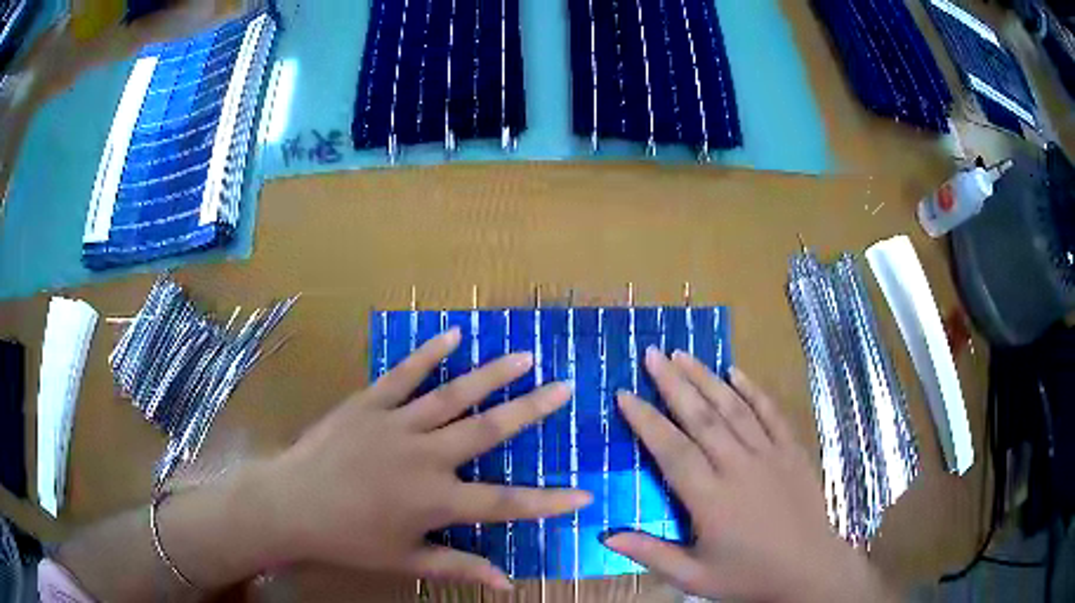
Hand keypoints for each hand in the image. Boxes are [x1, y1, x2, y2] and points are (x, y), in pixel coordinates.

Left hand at [258, 328, 590, 589]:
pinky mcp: (368, 404)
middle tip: (564, 387)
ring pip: (453, 396)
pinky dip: (429, 354)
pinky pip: (403, 375)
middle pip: (487, 431)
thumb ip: (459, 566)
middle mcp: (425, 457)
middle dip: (531, 410)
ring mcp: (396, 424)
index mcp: (435, 500)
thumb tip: (508, 583)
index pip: (506, 504)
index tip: (586, 493)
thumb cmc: (348, 539)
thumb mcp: (405, 560)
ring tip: (524, 356)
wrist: (290, 504)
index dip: (549, 501)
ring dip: (491, 375)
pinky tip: (453, 335)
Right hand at [606, 349, 893, 602]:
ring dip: (706, 378)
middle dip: (673, 383)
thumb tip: (604, 536)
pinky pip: (770, 413)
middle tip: (652, 353)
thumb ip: (651, 554)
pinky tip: (736, 371)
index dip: (646, 421)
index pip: (672, 451)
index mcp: (710, 499)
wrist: (809, 570)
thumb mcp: (694, 577)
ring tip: (683, 354)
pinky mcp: (792, 451)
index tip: (624, 394)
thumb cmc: (748, 577)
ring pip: (733, 408)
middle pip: (701, 418)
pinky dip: (752, 390)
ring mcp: (769, 455)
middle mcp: (738, 467)